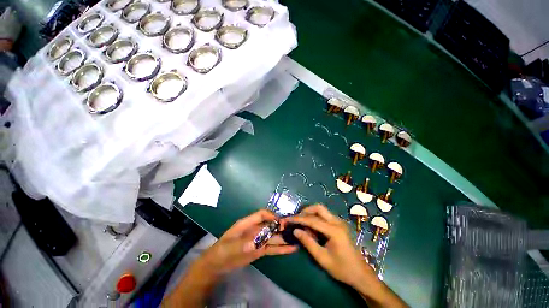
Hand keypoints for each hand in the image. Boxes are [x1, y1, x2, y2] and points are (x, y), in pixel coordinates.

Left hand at [163, 209, 296, 307]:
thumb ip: (242, 245)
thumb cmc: (221, 251)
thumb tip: (256, 243)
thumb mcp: (229, 248)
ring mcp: (259, 240)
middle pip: (270, 225)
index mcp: (247, 223)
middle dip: (281, 226)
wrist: (217, 265)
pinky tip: (291, 249)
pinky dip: (282, 248)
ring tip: (297, 238)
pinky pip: (273, 248)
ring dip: (284, 237)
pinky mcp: (260, 250)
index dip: (271, 216)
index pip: (261, 215)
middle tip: (294, 230)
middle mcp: (255, 229)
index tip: (280, 222)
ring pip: (274, 236)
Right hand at [283, 204, 370, 286]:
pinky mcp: (339, 225)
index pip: (312, 220)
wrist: (360, 274)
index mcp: (334, 230)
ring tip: (303, 225)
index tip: (288, 219)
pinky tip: (312, 229)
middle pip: (318, 208)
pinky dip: (316, 218)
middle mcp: (337, 222)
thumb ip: (308, 242)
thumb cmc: (342, 269)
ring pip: (322, 210)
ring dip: (310, 214)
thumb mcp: (322, 258)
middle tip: (296, 219)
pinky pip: (325, 216)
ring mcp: (339, 222)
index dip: (299, 219)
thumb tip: (295, 231)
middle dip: (306, 211)